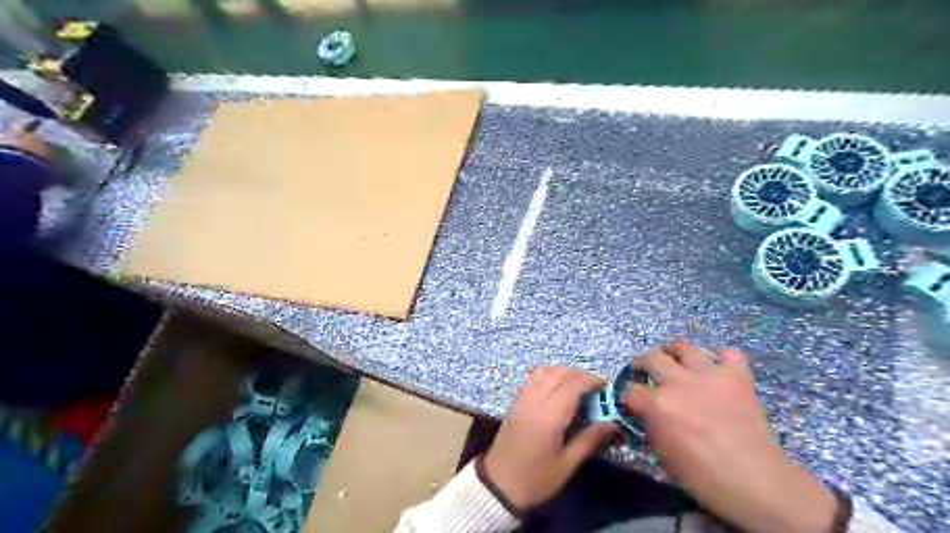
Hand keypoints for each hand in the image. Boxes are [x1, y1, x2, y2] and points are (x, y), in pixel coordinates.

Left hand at [485, 364, 619, 509]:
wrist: (498, 485)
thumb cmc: (536, 479)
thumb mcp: (567, 464)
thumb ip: (590, 439)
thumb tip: (613, 423)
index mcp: (549, 415)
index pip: (572, 385)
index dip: (590, 379)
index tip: (606, 384)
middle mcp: (534, 400)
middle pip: (557, 373)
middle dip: (578, 373)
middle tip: (594, 384)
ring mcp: (522, 399)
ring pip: (542, 371)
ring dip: (562, 371)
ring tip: (576, 384)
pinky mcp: (515, 402)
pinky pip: (532, 378)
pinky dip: (547, 375)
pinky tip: (556, 388)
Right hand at [625, 343, 837, 532]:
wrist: (755, 480)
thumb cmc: (702, 476)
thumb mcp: (662, 455)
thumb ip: (650, 426)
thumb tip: (645, 415)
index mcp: (657, 404)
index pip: (630, 391)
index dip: (628, 397)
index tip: (631, 402)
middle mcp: (678, 383)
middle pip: (651, 358)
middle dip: (641, 363)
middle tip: (642, 370)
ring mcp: (709, 376)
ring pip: (684, 347)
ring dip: (673, 351)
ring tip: (672, 356)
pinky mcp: (736, 376)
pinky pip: (728, 353)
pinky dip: (720, 355)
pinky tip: (714, 362)